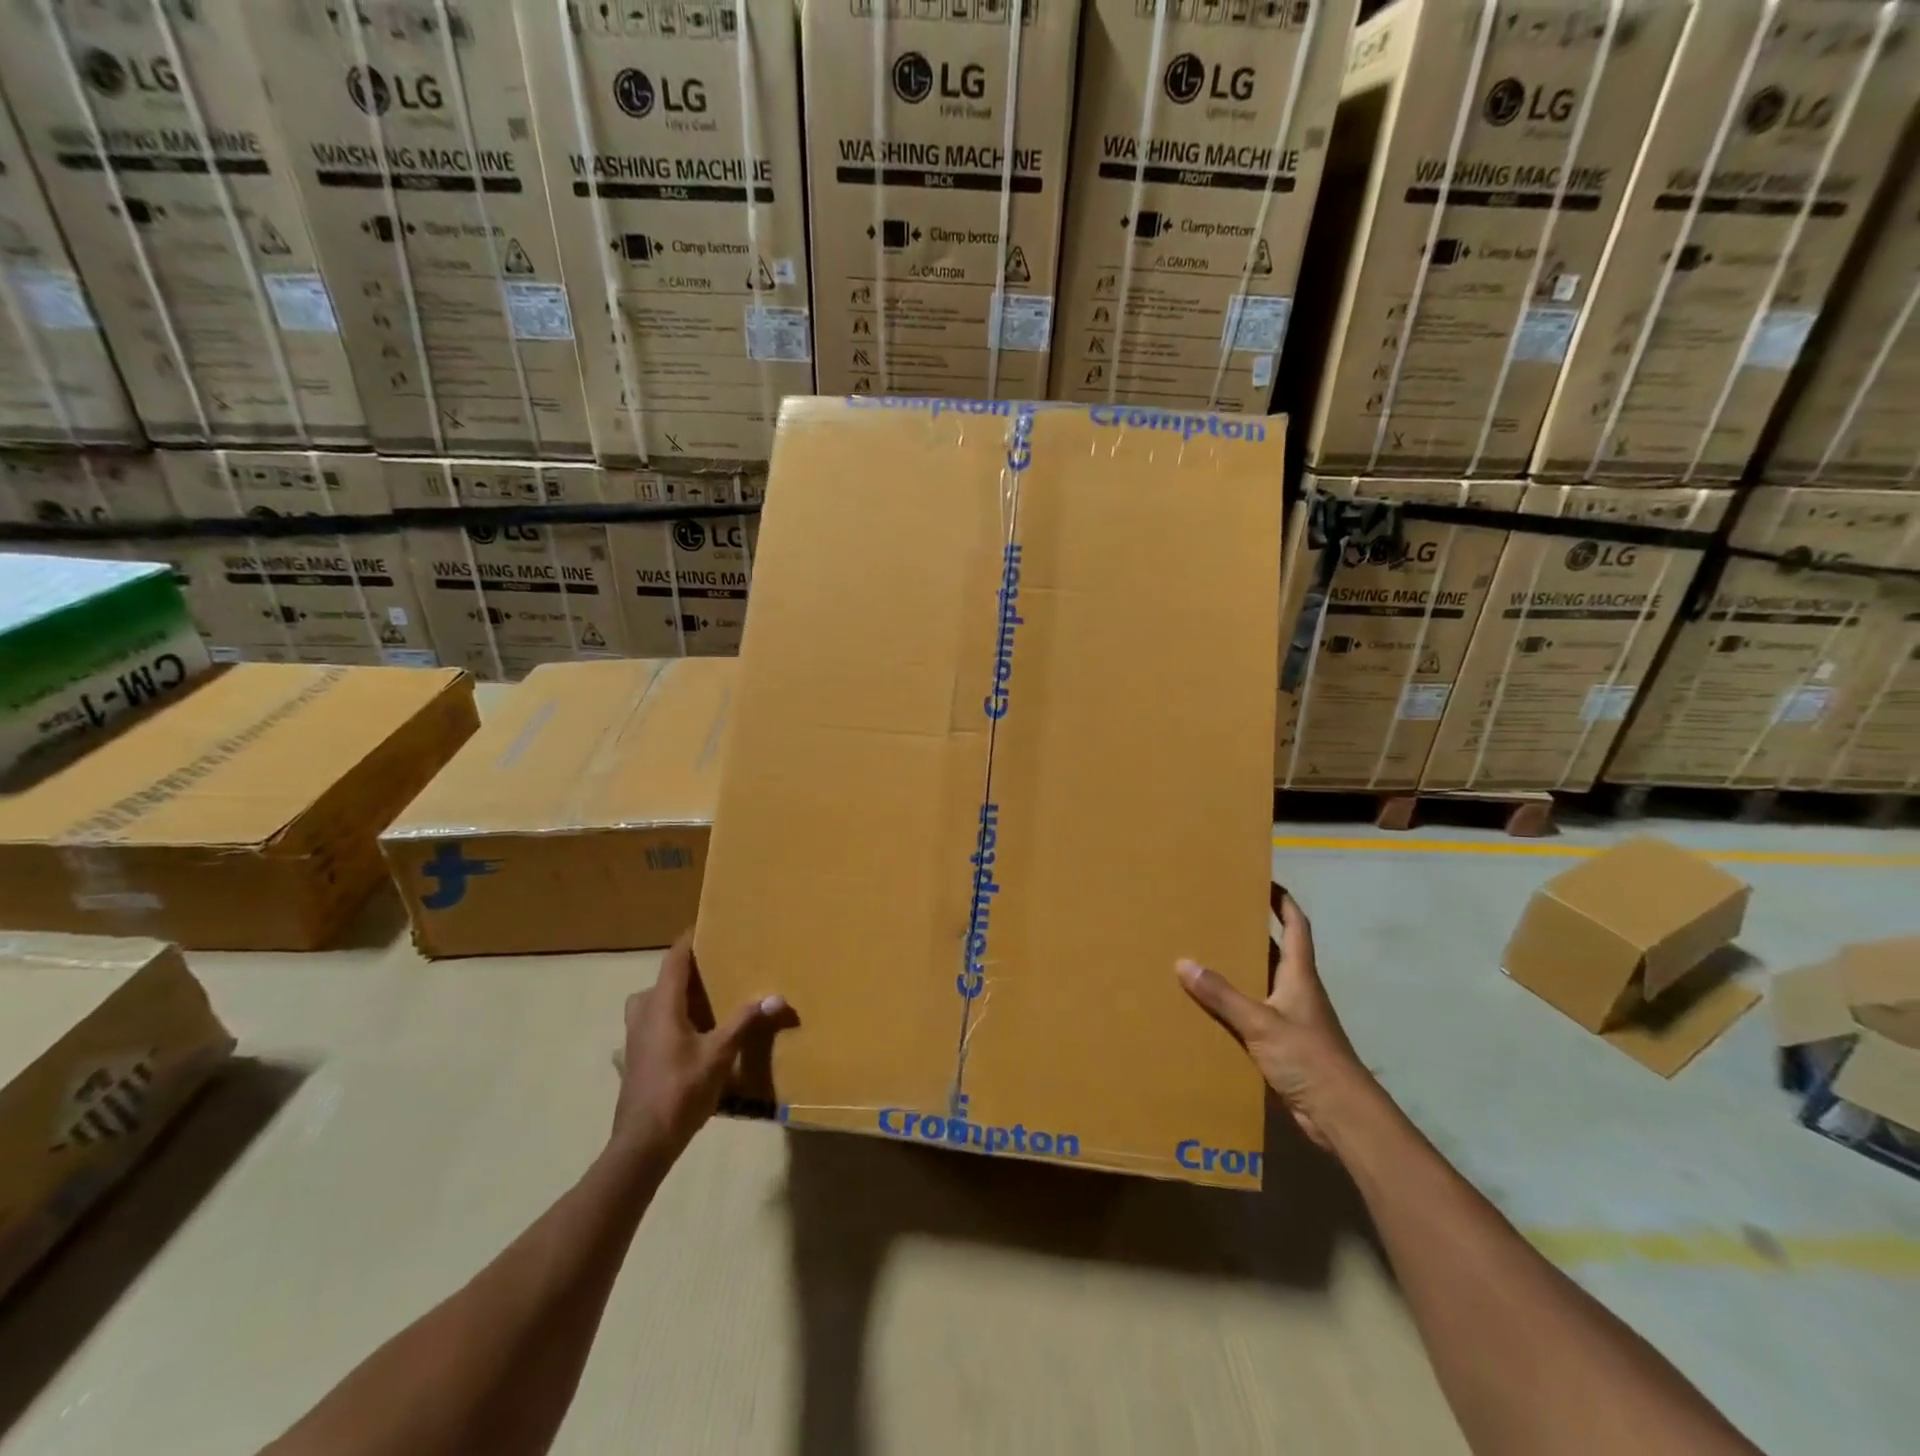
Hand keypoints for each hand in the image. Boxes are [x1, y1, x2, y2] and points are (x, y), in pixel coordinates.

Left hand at [613, 933, 788, 1159]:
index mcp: (662, 1006)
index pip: (674, 961)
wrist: (643, 1143)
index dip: (688, 941)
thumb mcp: (720, 1054)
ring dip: (669, 999)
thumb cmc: (681, 1090)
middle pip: (659, 982)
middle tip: (709, 971)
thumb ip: (745, 1022)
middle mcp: (643, 1016)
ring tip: (697, 1005)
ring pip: (647, 1006)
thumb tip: (776, 997)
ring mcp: (633, 1041)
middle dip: (681, 973)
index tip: (705, 926)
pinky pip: (647, 1029)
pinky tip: (680, 1041)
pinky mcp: (633, 1062)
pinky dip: (663, 1025)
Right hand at [1176, 889, 1370, 1149]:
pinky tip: (1210, 1006)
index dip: (1282, 900)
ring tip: (1204, 952)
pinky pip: (1255, 1012)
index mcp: (1300, 975)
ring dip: (1240, 968)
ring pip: (1263, 982)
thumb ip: (1222, 995)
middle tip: (1217, 914)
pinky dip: (1235, 1004)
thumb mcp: (1260, 1023)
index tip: (1262, 879)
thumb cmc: (1309, 1058)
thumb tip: (1183, 963)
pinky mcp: (1284, 1044)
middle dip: (1252, 930)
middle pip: (1277, 950)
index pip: (1296, 925)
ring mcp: (1292, 1018)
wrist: (1340, 1115)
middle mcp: (1297, 990)